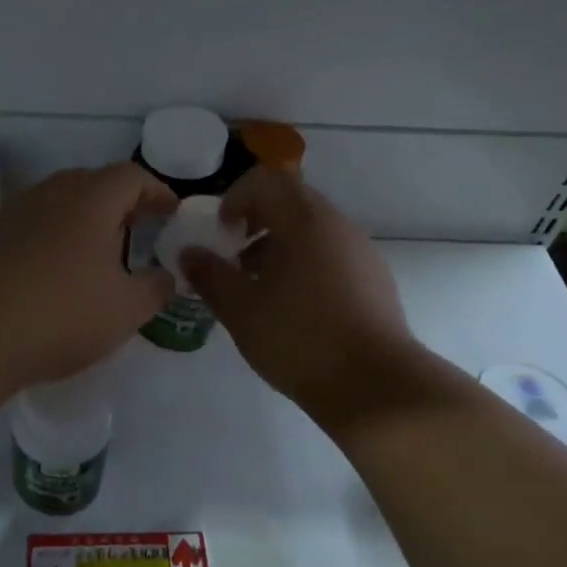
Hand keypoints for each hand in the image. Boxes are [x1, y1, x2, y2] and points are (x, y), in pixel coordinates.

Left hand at [0, 164, 176, 393]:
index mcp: (91, 199)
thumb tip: (165, 276)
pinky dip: (55, 237)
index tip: (171, 213)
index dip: (157, 192)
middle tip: (138, 231)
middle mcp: (51, 192)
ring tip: (99, 254)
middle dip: (121, 204)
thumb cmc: (59, 315)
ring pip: (60, 202)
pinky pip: (34, 223)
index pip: (132, 177)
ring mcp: (13, 211)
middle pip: (94, 183)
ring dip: (85, 220)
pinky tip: (54, 273)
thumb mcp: (125, 310)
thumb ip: (156, 288)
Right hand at [181, 169, 424, 431]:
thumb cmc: (300, 339)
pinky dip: (305, 265)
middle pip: (291, 203)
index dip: (236, 197)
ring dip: (279, 247)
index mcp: (305, 221)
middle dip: (256, 223)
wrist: (376, 386)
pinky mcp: (376, 281)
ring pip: (313, 231)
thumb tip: (190, 253)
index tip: (220, 231)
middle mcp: (338, 226)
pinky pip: (332, 255)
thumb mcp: (241, 309)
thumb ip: (210, 275)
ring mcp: (362, 252)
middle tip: (233, 258)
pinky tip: (294, 309)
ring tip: (259, 289)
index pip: (267, 180)